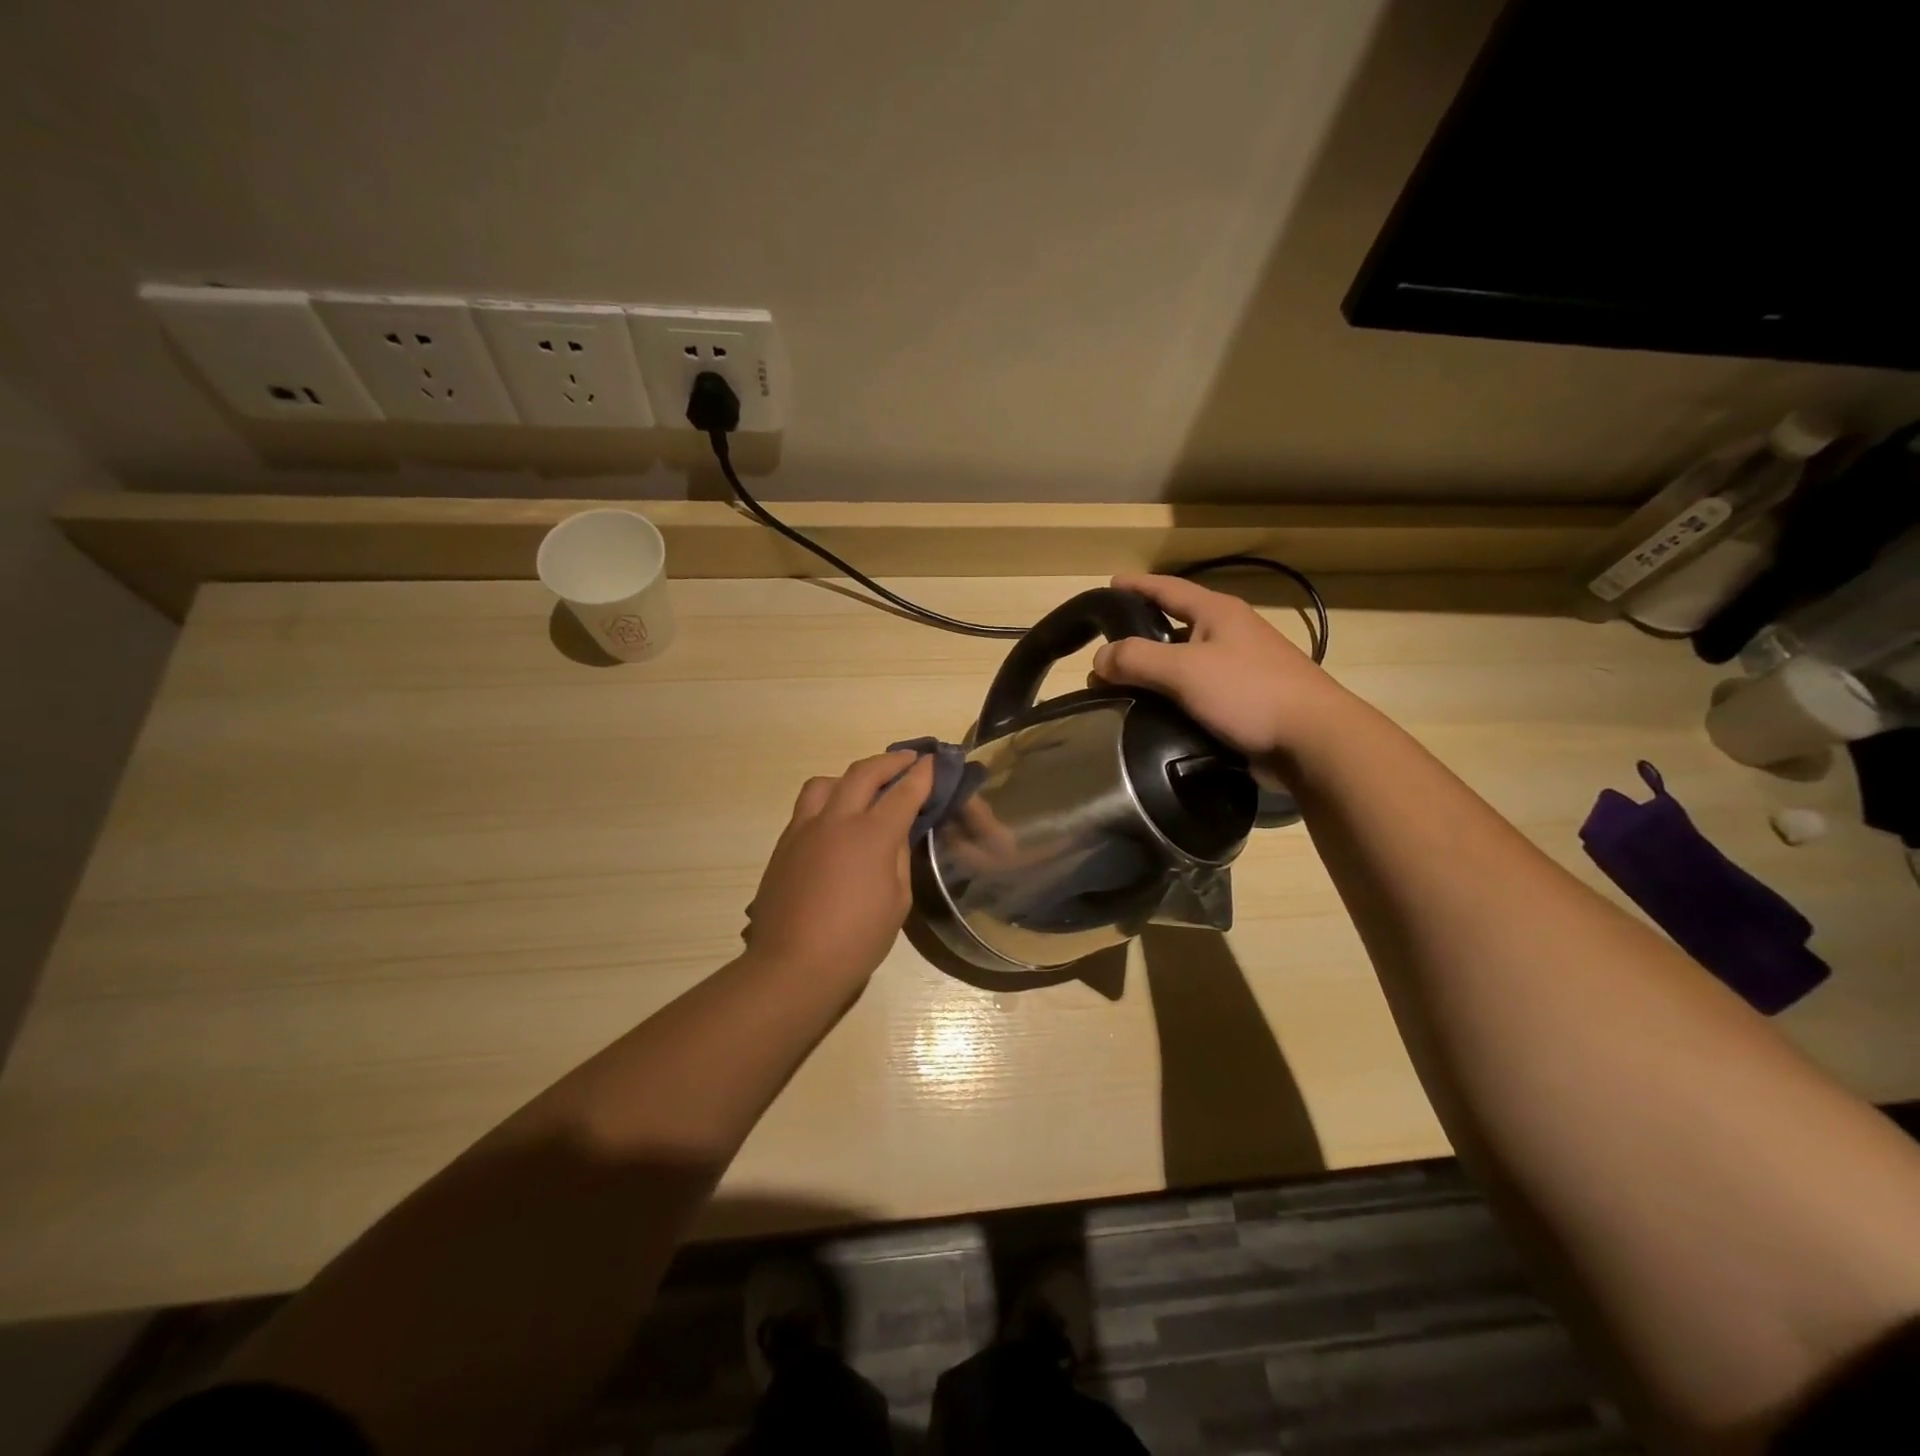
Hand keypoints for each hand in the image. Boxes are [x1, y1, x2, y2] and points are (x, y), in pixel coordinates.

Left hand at [743, 750, 934, 985]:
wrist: (793, 964)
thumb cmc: (856, 940)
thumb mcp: (896, 901)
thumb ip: (898, 858)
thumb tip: (896, 834)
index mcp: (871, 836)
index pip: (903, 793)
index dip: (922, 775)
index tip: (933, 762)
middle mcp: (836, 821)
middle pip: (864, 773)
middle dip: (891, 762)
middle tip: (908, 760)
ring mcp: (805, 828)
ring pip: (827, 783)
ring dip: (851, 776)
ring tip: (864, 787)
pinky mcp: (784, 843)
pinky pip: (807, 806)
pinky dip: (828, 799)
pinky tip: (836, 819)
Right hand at [1090, 573, 1352, 760]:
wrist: (1313, 741)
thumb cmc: (1249, 692)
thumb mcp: (1184, 670)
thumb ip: (1136, 659)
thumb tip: (1098, 659)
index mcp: (1218, 613)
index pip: (1168, 589)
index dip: (1137, 585)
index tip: (1109, 584)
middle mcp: (1229, 635)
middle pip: (1174, 627)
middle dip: (1139, 637)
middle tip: (1104, 654)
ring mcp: (1240, 670)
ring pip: (1184, 665)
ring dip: (1154, 674)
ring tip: (1119, 690)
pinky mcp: (1243, 703)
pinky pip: (1196, 694)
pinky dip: (1172, 700)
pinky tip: (1151, 717)